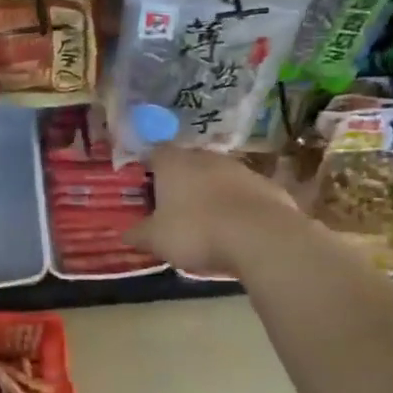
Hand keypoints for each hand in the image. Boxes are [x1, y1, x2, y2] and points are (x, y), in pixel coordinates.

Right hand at [127, 145, 302, 278]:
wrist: (261, 238)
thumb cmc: (196, 232)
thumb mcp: (157, 240)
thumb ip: (139, 234)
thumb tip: (125, 234)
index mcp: (174, 163)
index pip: (155, 153)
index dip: (149, 168)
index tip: (146, 187)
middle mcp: (206, 157)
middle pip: (188, 162)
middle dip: (181, 181)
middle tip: (174, 206)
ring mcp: (240, 169)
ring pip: (218, 176)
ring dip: (211, 192)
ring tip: (206, 220)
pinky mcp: (267, 186)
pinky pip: (244, 194)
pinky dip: (238, 206)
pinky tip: (236, 229)